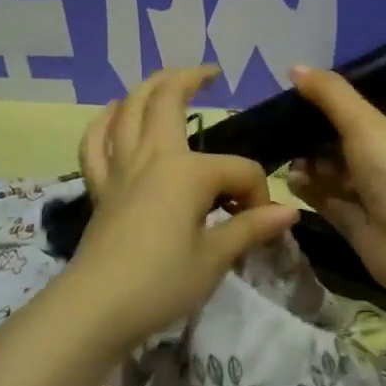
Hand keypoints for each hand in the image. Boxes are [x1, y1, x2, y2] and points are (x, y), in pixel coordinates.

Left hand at [64, 65, 298, 350]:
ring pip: (128, 110)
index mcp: (187, 172)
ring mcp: (121, 169)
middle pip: (167, 100)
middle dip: (190, 80)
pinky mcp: (100, 188)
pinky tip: (114, 114)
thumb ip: (251, 228)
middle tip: (210, 75)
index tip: (260, 224)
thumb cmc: (161, 283)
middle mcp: (153, 157)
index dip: (258, 195)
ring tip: (166, 80)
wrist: (96, 310)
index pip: (240, 170)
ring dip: (148, 88)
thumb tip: (290, 212)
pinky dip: (104, 123)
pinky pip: (95, 144)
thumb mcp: (215, 258)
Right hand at [286, 66, 385, 289]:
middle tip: (280, 125)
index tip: (295, 91)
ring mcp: (369, 189)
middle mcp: (384, 156)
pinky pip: (325, 196)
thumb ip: (330, 94)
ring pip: (330, 168)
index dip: (330, 98)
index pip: (360, 104)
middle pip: (340, 136)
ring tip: (284, 154)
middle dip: (312, 131)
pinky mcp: (354, 219)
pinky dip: (308, 188)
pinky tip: (290, 180)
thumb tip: (294, 67)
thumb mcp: (365, 122)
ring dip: (307, 161)